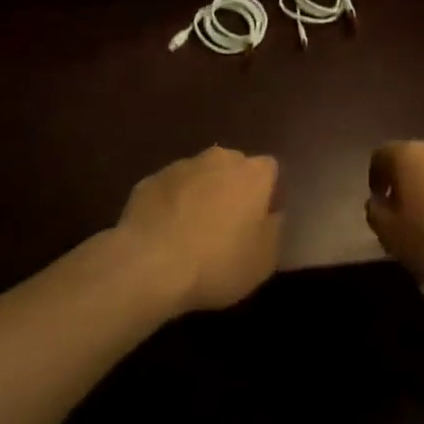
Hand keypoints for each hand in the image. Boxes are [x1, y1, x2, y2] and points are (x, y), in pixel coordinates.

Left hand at [118, 147, 281, 313]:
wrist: (149, 264)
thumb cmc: (218, 262)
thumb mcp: (264, 260)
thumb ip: (274, 229)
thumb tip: (272, 214)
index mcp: (253, 173)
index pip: (270, 169)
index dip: (267, 193)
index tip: (260, 220)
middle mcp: (220, 159)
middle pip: (234, 167)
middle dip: (233, 189)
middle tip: (227, 226)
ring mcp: (181, 166)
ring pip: (200, 176)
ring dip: (200, 195)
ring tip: (192, 233)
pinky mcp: (150, 180)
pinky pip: (170, 190)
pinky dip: (171, 205)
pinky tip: (164, 235)